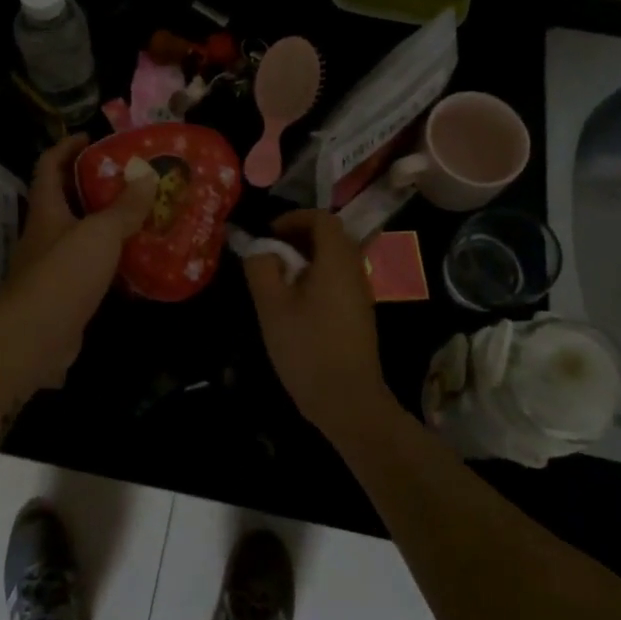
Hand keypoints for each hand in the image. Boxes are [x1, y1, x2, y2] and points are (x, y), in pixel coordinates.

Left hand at [0, 135, 156, 392]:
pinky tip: (137, 263)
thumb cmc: (63, 275)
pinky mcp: (63, 297)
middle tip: (132, 178)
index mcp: (46, 210)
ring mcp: (51, 267)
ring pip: (79, 235)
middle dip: (94, 185)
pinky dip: (110, 261)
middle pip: (66, 200)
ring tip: (142, 217)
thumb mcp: (100, 234)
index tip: (92, 138)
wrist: (34, 340)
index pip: (49, 166)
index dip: (67, 147)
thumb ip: (124, 207)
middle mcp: (44, 234)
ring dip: (106, 225)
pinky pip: (89, 269)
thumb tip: (146, 176)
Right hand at [243, 210, 389, 435]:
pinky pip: (339, 278)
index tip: (269, 234)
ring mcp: (361, 293)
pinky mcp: (360, 313)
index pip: (322, 218)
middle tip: (271, 252)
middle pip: (331, 235)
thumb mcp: (271, 306)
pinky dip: (317, 275)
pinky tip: (296, 301)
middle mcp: (354, 270)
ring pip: (335, 258)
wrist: (348, 401)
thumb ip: (261, 268)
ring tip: (279, 276)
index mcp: (336, 261)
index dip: (294, 218)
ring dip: (307, 257)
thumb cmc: (307, 348)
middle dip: (299, 235)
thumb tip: (260, 248)